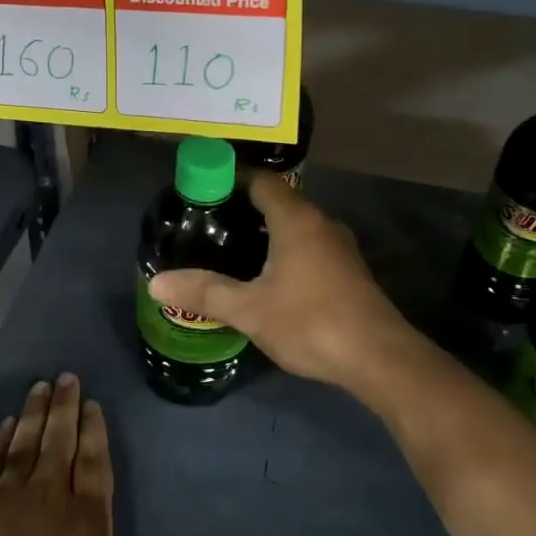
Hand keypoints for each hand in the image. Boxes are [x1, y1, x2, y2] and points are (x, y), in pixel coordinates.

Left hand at [0, 375, 219, 535]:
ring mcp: (11, 497)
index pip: (94, 461)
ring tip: (39, 386)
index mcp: (87, 517)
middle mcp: (51, 495)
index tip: (92, 402)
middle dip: (65, 407)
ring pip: (27, 443)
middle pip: (60, 440)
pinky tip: (5, 424)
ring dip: (34, 413)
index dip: (94, 430)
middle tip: (66, 377)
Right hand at [148, 173, 410, 394]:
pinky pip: (309, 245)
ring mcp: (339, 246)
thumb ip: (204, 292)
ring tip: (231, 246)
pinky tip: (267, 275)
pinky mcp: (348, 270)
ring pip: (296, 224)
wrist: (379, 358)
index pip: (261, 179)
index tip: (202, 188)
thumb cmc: (310, 322)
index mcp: (296, 218)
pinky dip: (285, 249)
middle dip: (244, 206)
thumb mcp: (249, 309)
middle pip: (279, 199)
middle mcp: (320, 222)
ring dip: (267, 230)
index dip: (231, 177)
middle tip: (209, 221)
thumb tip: (156, 283)